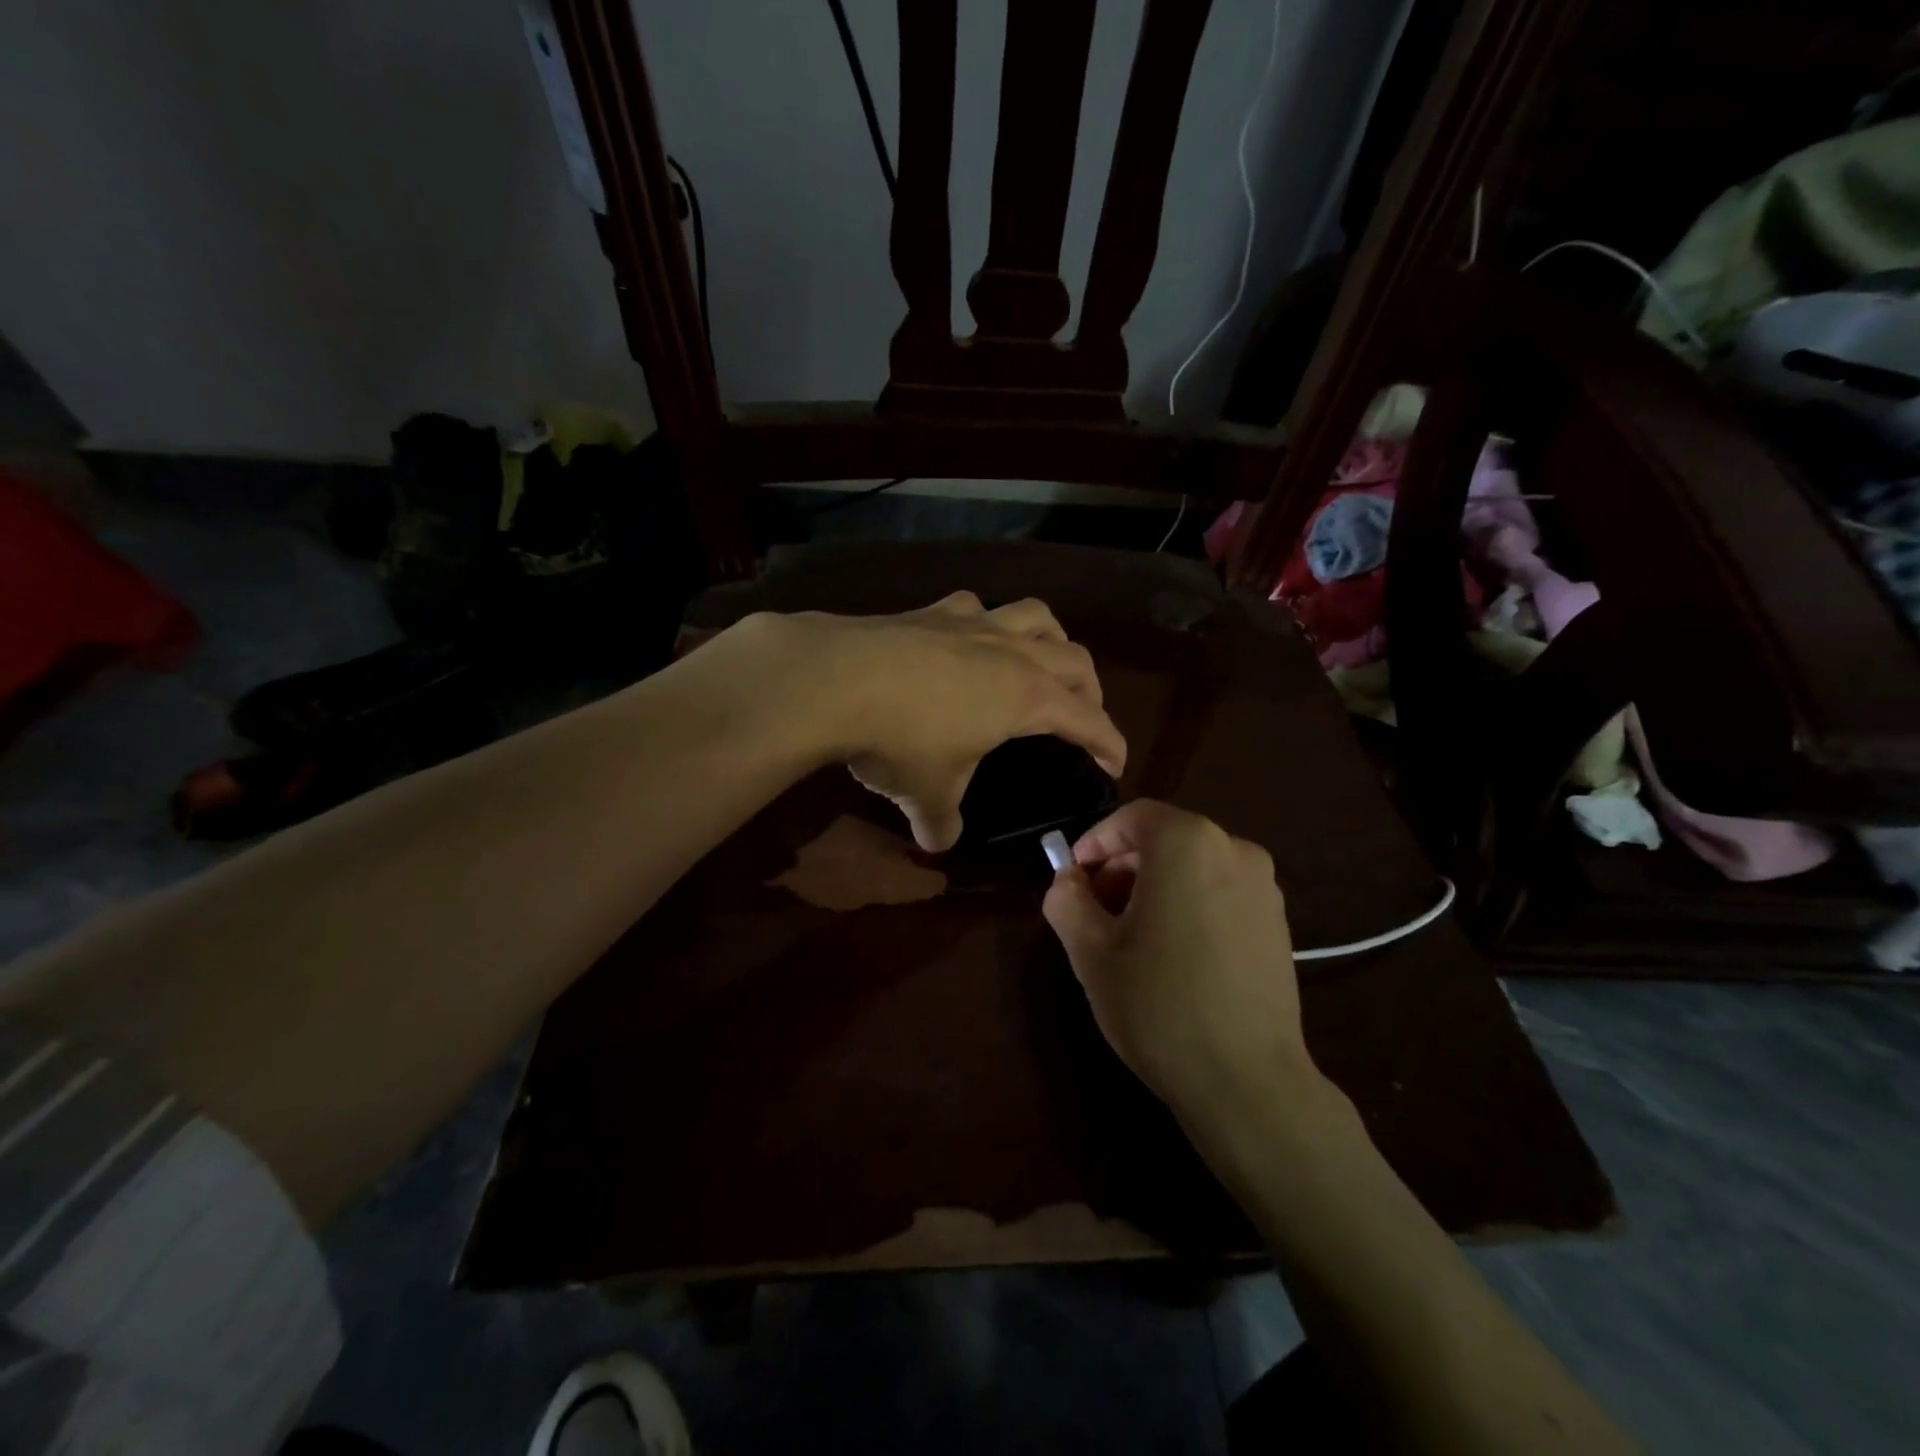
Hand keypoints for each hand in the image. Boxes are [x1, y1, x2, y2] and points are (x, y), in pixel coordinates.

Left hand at [750, 592, 1126, 850]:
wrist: (834, 679)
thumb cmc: (900, 740)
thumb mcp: (927, 793)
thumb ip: (941, 821)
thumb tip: (938, 841)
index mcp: (1027, 697)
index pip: (1087, 720)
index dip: (1108, 743)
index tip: (1114, 764)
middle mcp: (1010, 651)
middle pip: (1074, 659)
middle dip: (1089, 690)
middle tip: (1082, 716)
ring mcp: (971, 622)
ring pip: (1034, 616)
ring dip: (1051, 639)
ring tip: (1042, 660)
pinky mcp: (932, 610)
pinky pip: (976, 608)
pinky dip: (987, 624)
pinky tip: (968, 640)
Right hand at [1042, 799, 1323, 1128]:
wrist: (1247, 1082)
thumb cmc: (1158, 1005)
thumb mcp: (1090, 952)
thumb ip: (1067, 901)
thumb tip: (1067, 881)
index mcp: (1187, 844)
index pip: (1132, 817)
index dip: (1095, 842)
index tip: (1073, 879)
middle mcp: (1234, 850)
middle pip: (1164, 839)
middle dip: (1122, 867)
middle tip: (1094, 910)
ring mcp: (1264, 887)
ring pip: (1193, 866)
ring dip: (1154, 886)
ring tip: (1130, 937)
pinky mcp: (1278, 923)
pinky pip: (1220, 892)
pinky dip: (1188, 904)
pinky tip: (1172, 954)